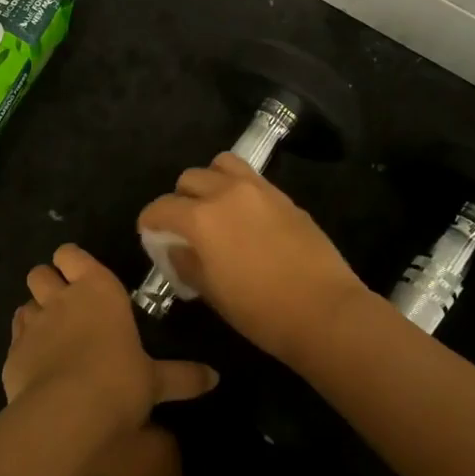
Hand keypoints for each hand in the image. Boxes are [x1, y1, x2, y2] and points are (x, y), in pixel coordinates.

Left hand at [4, 244, 217, 435]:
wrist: (66, 414)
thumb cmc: (120, 382)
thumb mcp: (156, 381)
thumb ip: (182, 376)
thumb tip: (215, 378)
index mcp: (98, 289)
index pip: (71, 254)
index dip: (72, 262)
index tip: (81, 277)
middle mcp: (61, 298)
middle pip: (40, 273)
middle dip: (48, 284)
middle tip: (65, 306)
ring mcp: (32, 324)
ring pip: (23, 303)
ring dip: (34, 314)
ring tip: (50, 337)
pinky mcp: (11, 353)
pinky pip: (14, 339)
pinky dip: (23, 347)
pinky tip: (37, 367)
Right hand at [137, 154, 370, 363]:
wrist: (325, 311)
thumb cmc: (261, 312)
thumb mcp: (212, 293)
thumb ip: (186, 263)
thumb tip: (176, 248)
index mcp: (202, 218)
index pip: (161, 207)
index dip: (149, 221)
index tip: (150, 234)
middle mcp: (226, 193)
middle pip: (190, 178)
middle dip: (179, 200)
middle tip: (184, 226)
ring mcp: (258, 190)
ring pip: (221, 164)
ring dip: (210, 181)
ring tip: (214, 207)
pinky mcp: (283, 196)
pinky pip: (250, 177)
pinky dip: (237, 186)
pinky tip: (244, 215)